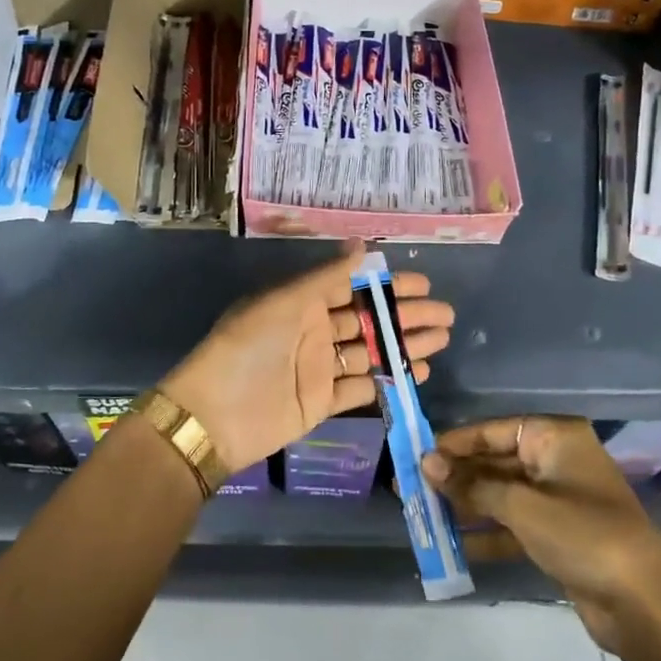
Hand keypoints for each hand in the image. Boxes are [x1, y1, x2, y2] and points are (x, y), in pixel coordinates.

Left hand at [160, 243, 453, 474]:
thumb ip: (326, 278)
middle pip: (367, 319)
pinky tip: (418, 373)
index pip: (352, 287)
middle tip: (445, 314)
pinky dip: (389, 380)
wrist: (214, 416)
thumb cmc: (247, 348)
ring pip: (370, 352)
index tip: (423, 282)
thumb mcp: (284, 303)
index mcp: (301, 303)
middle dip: (405, 316)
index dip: (387, 284)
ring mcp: (319, 368)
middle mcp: (313, 331)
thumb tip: (362, 245)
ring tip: (442, 339)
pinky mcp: (322, 402)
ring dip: (404, 345)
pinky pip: (362, 387)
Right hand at [421, 416, 660, 658]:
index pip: (492, 430)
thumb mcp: (522, 507)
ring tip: (424, 514)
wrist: (645, 607)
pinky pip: (513, 523)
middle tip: (413, 488)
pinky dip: (487, 532)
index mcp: (555, 438)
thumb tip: (426, 462)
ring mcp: (558, 499)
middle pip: (495, 462)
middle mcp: (555, 461)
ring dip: (466, 505)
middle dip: (456, 477)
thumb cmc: (584, 537)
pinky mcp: (558, 534)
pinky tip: (454, 545)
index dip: (454, 444)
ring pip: (501, 494)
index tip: (415, 456)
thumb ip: (472, 485)